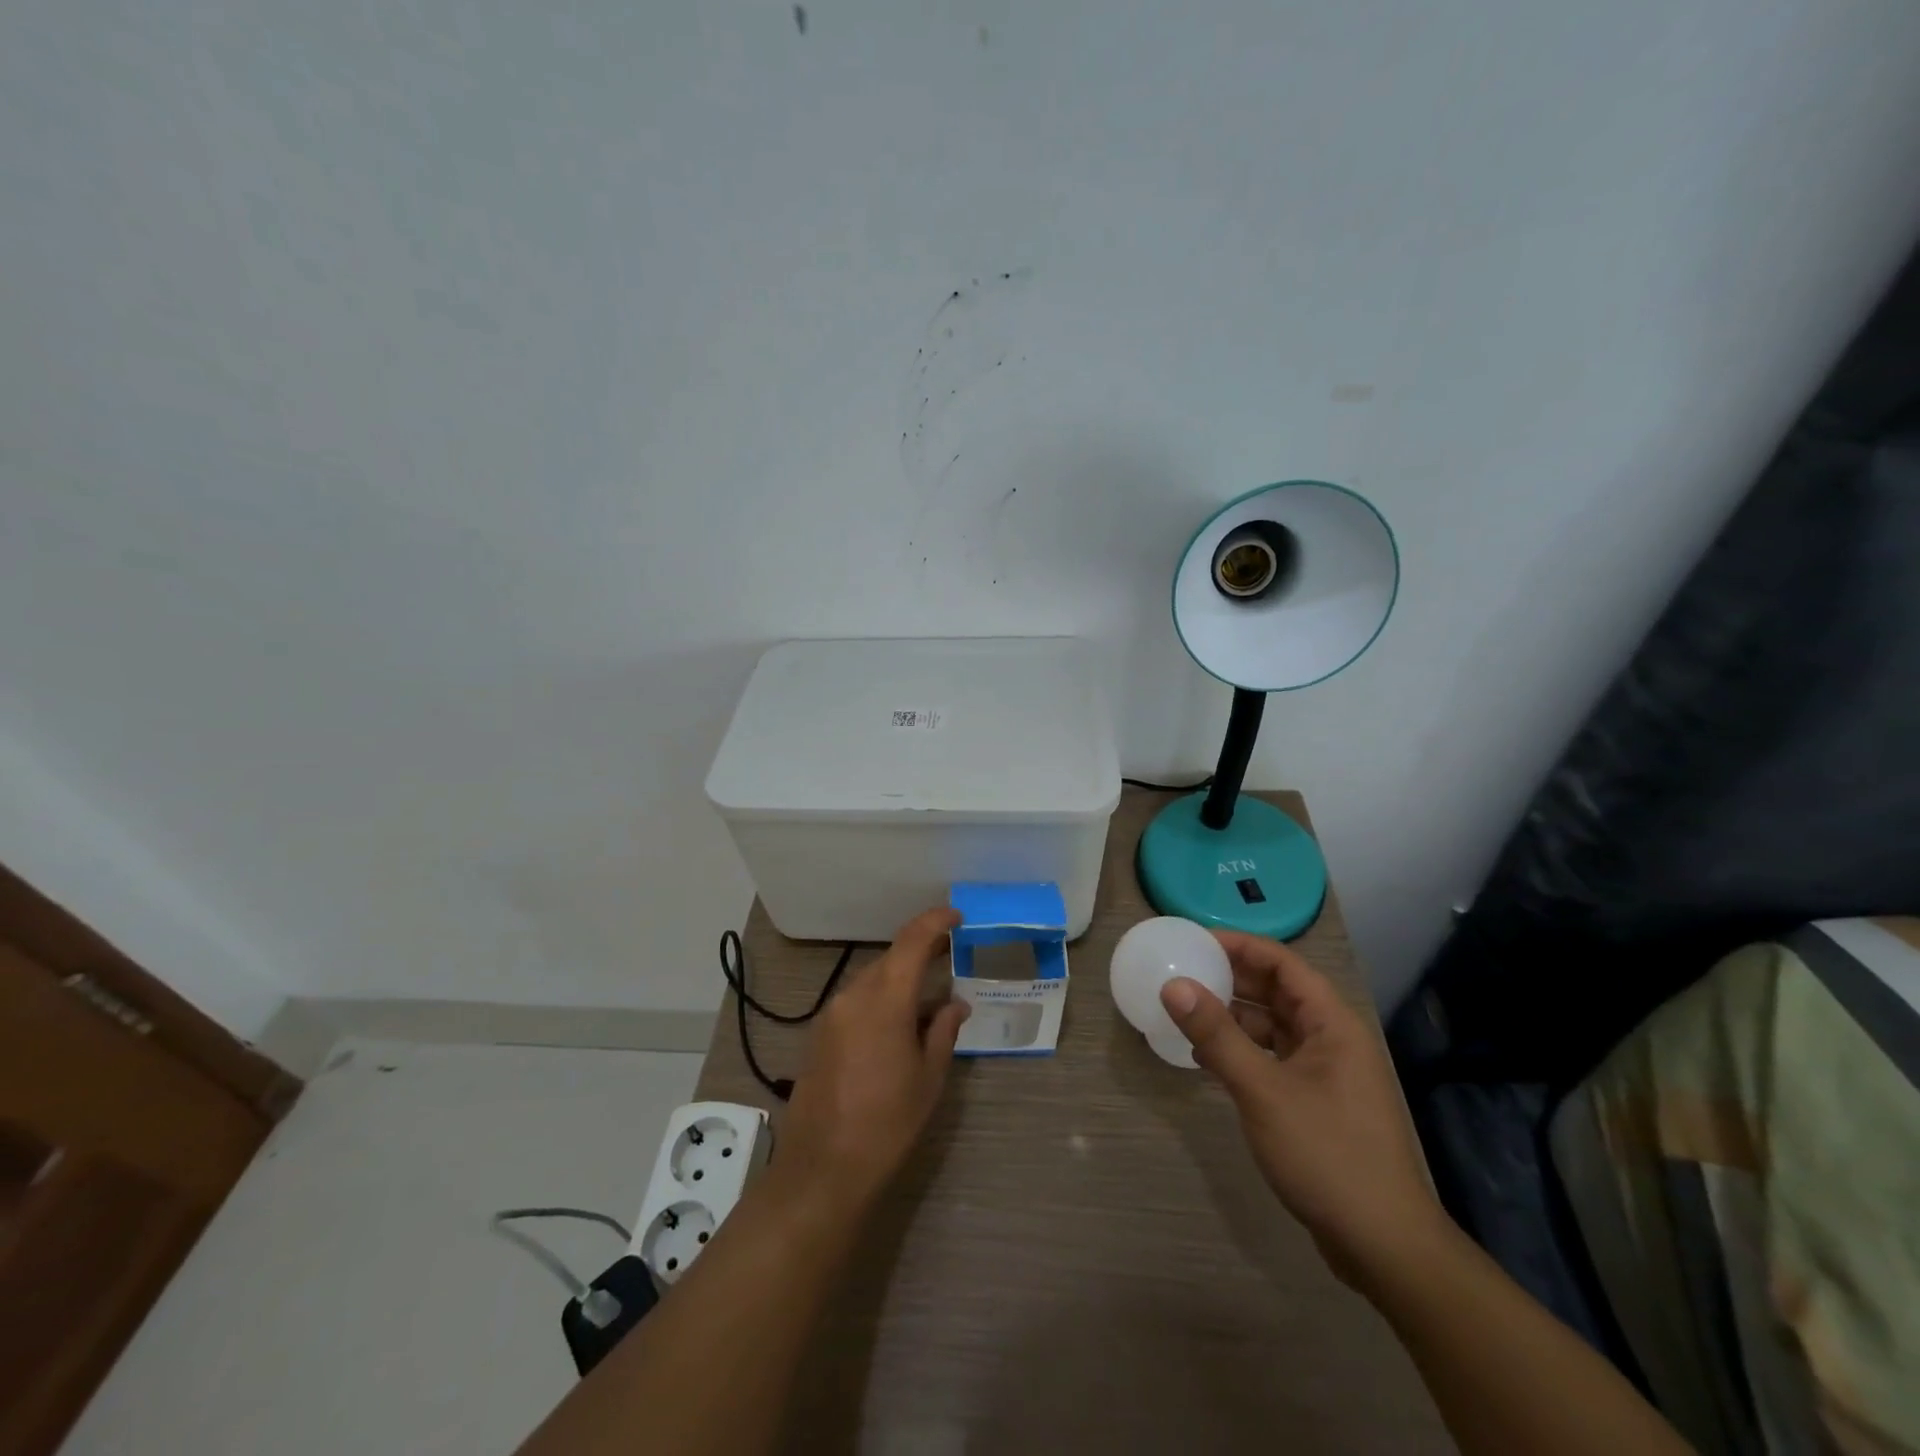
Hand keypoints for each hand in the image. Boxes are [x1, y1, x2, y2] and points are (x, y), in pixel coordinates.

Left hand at [778, 908, 968, 1218]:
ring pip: (873, 978)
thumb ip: (942, 1031)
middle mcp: (853, 996)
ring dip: (900, 976)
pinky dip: (881, 996)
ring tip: (929, 990)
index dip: (935, 922)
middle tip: (950, 952)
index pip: (912, 942)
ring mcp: (832, 1014)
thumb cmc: (887, 1124)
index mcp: (884, 1000)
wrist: (822, 1169)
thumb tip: (954, 1003)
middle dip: (921, 950)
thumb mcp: (928, 1078)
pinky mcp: (820, 1033)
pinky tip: (899, 1019)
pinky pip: (857, 999)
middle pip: (891, 958)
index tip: (957, 917)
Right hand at [1161, 931, 1449, 1288]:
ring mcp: (1325, 1073)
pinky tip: (1206, 1060)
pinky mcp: (1315, 1102)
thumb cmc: (1327, 1154)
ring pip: (1272, 1027)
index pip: (1282, 963)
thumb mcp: (1262, 1090)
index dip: (1239, 946)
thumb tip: (1173, 985)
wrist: (1383, 1246)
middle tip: (1182, 972)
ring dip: (1232, 1018)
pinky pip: (1272, 1059)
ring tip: (1186, 1014)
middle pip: (1277, 991)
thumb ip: (1217, 1035)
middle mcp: (1331, 1039)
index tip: (1194, 941)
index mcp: (1331, 1023)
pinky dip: (1240, 1052)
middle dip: (1231, 979)